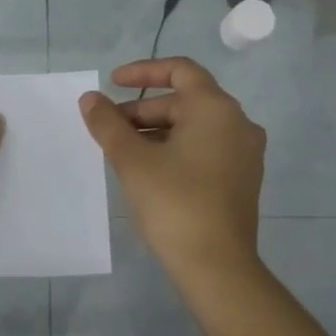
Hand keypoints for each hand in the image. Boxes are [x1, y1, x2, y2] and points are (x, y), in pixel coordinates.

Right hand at [79, 56, 265, 275]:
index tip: (112, 83)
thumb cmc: (174, 203)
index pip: (180, 69)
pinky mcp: (242, 179)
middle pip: (185, 100)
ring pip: (194, 127)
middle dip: (142, 109)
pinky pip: (205, 148)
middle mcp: (238, 123)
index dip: (143, 71)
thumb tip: (90, 99)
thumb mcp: (132, 160)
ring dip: (156, 131)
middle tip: (108, 128)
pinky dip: (175, 148)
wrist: (217, 265)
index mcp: (216, 109)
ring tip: (122, 151)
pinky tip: (148, 171)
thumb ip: (108, 124)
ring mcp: (244, 153)